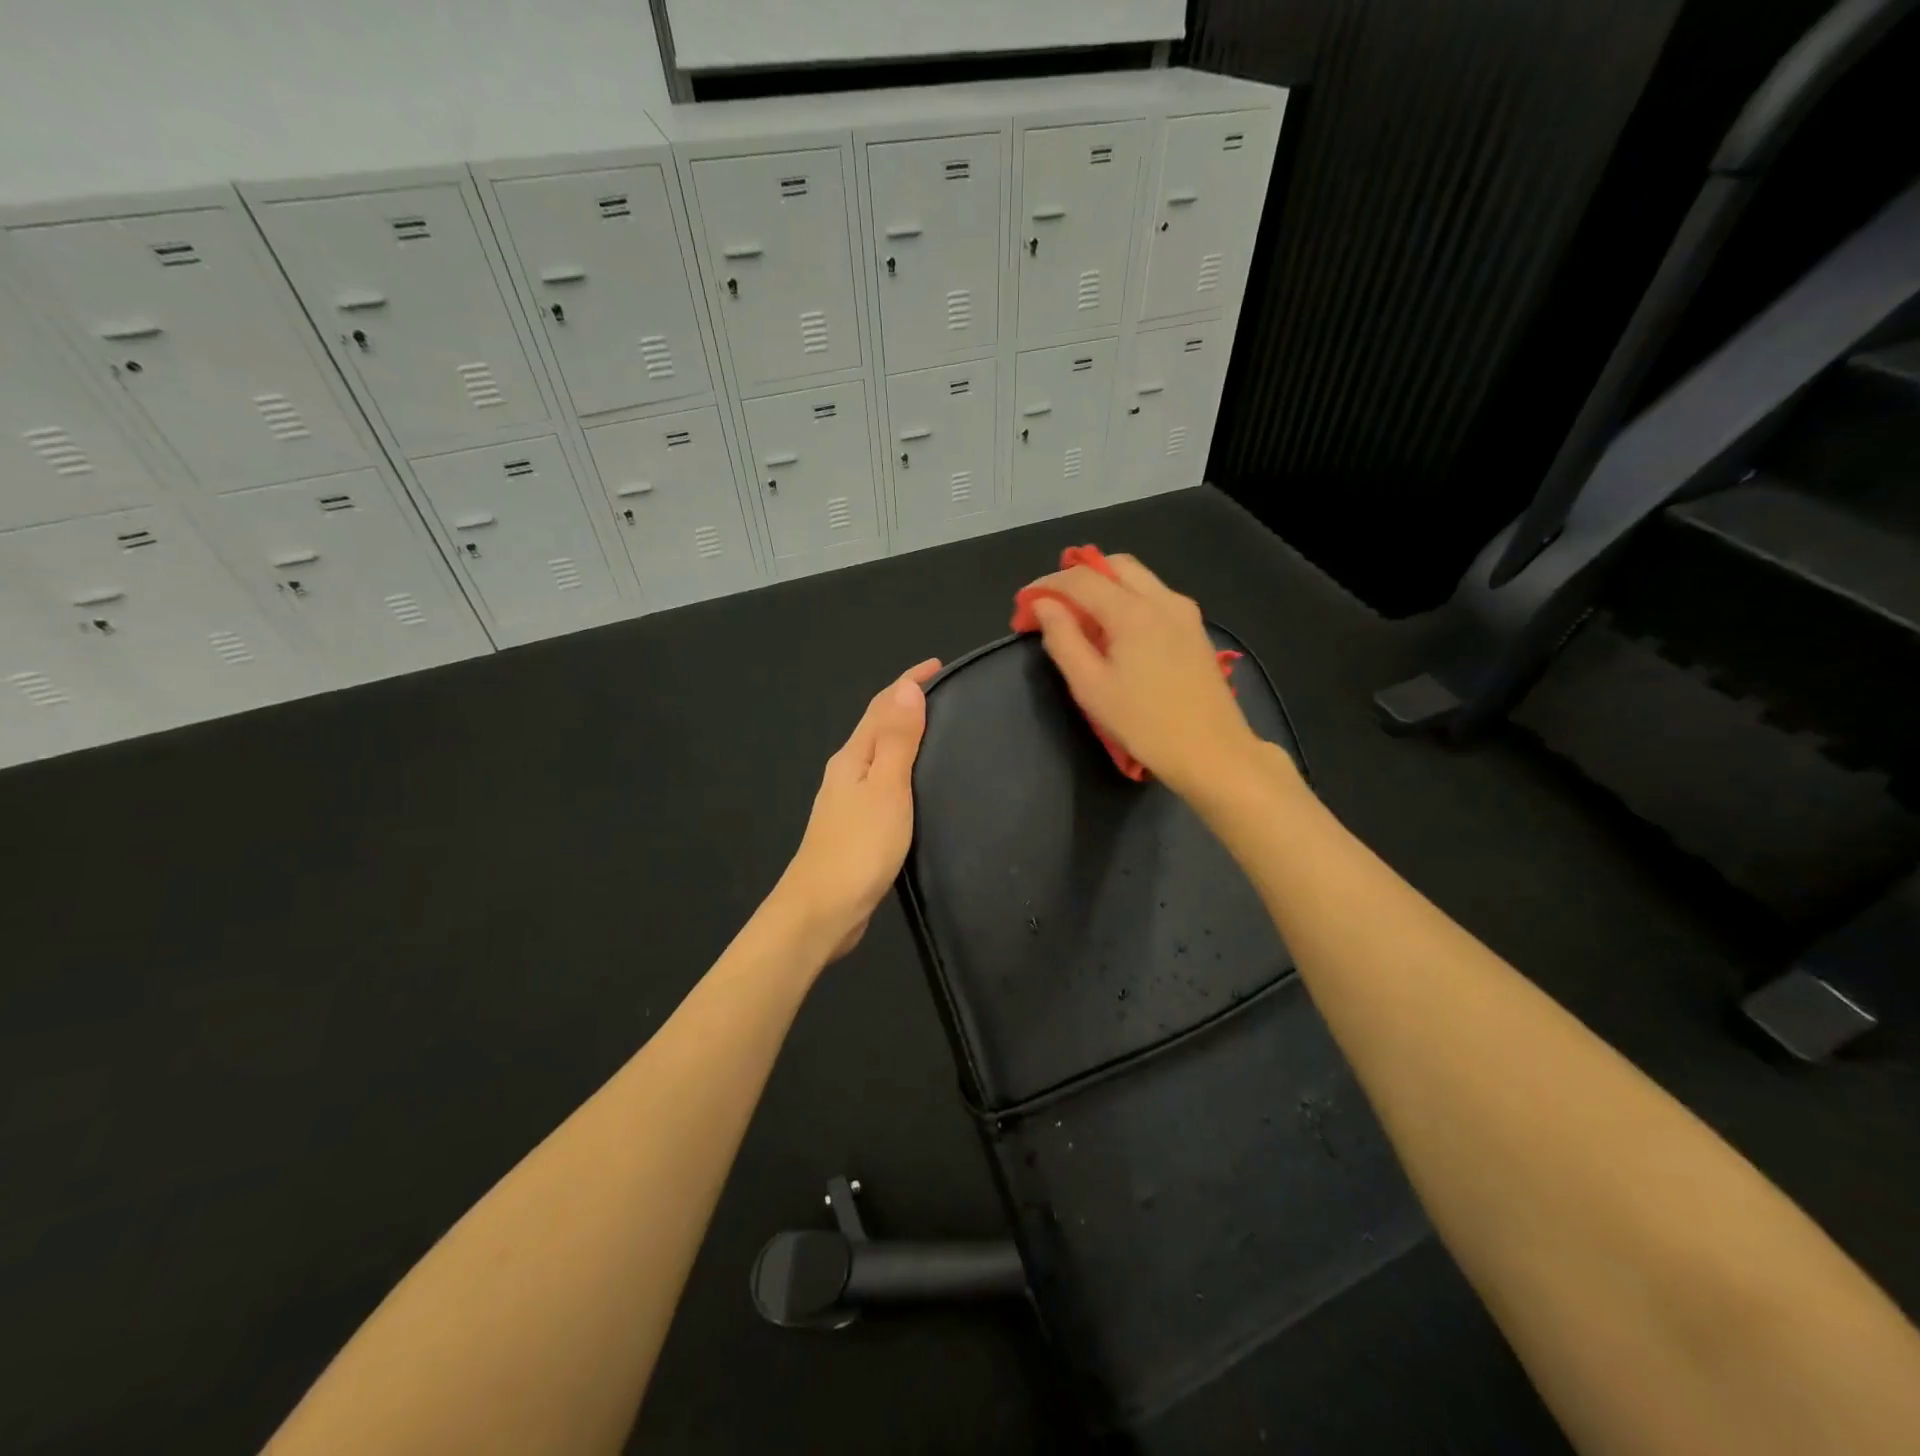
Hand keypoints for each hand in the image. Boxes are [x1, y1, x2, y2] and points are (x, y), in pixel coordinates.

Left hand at [773, 657, 941, 959]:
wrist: (822, 910)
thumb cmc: (859, 846)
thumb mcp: (886, 787)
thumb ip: (897, 740)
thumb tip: (905, 687)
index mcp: (853, 757)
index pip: (881, 706)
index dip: (907, 682)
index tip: (936, 664)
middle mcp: (846, 772)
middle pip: (876, 726)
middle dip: (905, 704)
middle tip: (943, 694)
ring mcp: (846, 801)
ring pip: (878, 755)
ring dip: (902, 735)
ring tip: (935, 730)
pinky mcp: (854, 827)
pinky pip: (881, 783)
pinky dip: (900, 769)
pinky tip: (914, 783)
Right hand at [1026, 554, 1259, 794]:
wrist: (1212, 751)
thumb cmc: (1143, 724)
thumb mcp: (1090, 687)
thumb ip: (1063, 639)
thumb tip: (1044, 606)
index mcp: (1133, 611)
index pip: (1081, 579)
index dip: (1046, 585)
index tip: (1024, 604)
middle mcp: (1162, 599)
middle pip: (1113, 566)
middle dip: (1078, 577)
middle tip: (1053, 606)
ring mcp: (1184, 611)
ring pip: (1137, 578)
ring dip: (1104, 586)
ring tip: (1081, 620)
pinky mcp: (1195, 628)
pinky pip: (1154, 596)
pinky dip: (1128, 599)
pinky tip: (1116, 632)